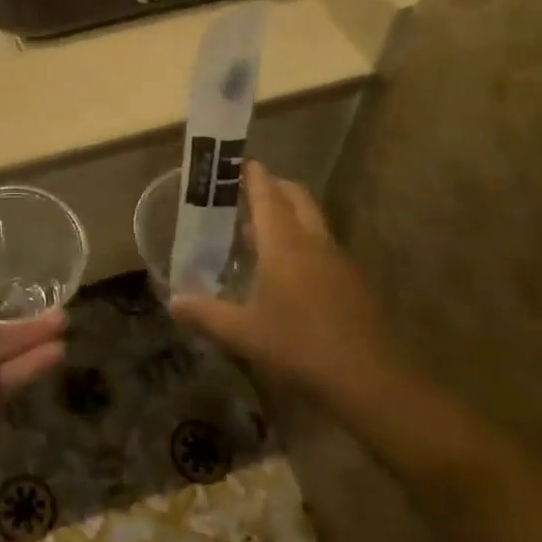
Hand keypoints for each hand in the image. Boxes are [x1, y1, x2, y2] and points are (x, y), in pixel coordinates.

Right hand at [171, 162, 387, 393]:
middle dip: (275, 187)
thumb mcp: (243, 332)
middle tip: (250, 191)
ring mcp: (337, 260)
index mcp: (284, 243)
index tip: (239, 163)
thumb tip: (173, 301)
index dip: (253, 176)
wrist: (368, 378)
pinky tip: (289, 270)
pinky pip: (323, 246)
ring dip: (290, 214)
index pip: (267, 195)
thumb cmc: (298, 345)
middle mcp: (313, 241)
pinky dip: (303, 241)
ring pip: (313, 221)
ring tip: (262, 229)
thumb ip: (205, 314)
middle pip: (296, 197)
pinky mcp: (352, 281)